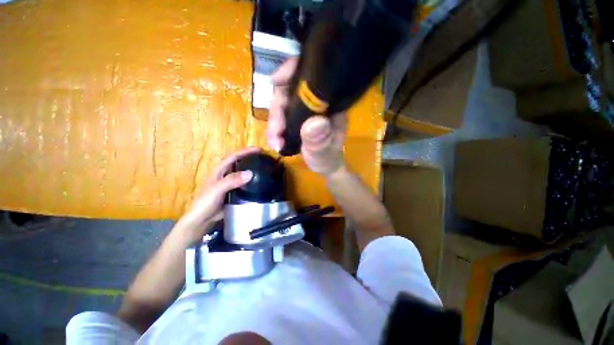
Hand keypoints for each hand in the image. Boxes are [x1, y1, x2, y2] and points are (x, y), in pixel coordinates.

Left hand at [175, 147, 258, 240]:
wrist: (202, 221)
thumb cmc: (205, 203)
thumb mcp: (217, 190)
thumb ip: (231, 181)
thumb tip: (250, 173)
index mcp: (220, 171)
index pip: (233, 157)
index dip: (245, 152)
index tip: (259, 149)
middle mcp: (226, 176)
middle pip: (240, 164)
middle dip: (251, 159)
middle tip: (265, 159)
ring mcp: (231, 185)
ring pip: (244, 175)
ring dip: (253, 171)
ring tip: (266, 169)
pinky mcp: (235, 194)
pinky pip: (246, 186)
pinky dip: (253, 183)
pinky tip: (261, 184)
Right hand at [267, 58, 346, 176]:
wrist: (326, 164)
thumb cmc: (328, 159)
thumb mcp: (324, 152)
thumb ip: (319, 140)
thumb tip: (314, 123)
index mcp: (330, 104)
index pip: (312, 78)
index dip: (292, 72)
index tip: (276, 81)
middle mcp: (318, 102)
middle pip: (290, 90)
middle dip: (277, 110)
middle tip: (275, 134)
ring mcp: (306, 109)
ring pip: (283, 103)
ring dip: (274, 122)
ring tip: (275, 142)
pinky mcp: (298, 116)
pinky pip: (281, 115)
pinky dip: (275, 126)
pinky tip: (274, 139)